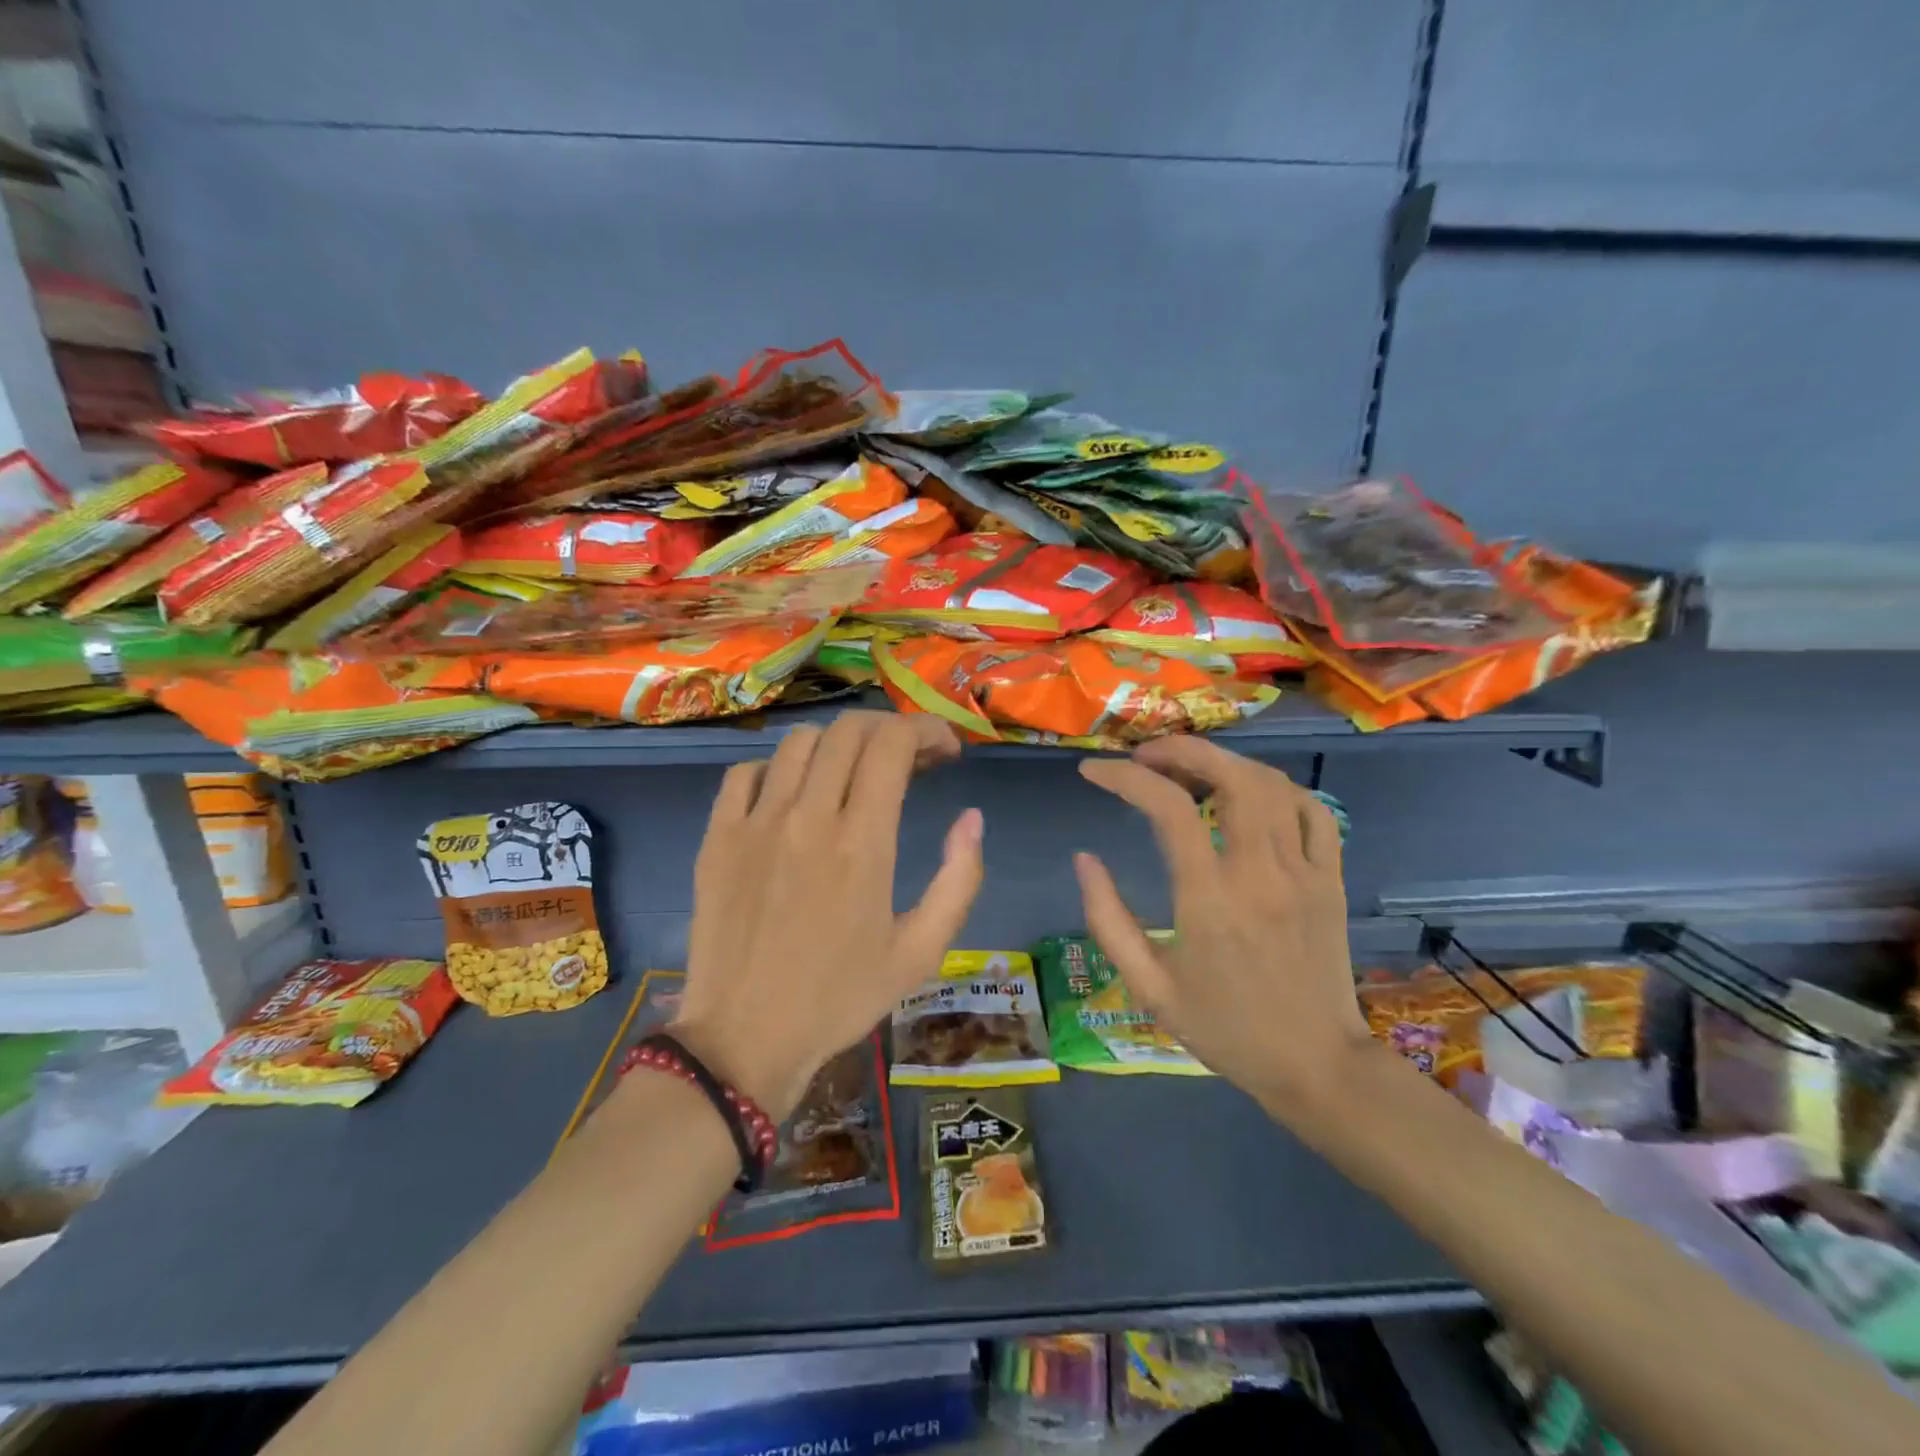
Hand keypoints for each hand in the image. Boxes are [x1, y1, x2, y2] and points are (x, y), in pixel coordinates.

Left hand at [671, 711, 983, 1118]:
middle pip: (848, 730)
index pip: (892, 743)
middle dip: (888, 729)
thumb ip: (959, 879)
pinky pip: (745, 772)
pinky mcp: (716, 837)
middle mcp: (807, 817)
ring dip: (838, 745)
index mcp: (862, 842)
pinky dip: (778, 769)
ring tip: (854, 774)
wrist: (744, 1041)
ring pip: (799, 742)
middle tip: (909, 759)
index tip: (945, 750)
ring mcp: (755, 822)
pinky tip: (793, 795)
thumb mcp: (921, 952)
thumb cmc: (840, 999)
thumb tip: (971, 818)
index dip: (925, 730)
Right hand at [1073, 737, 1371, 1131]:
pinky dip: (1278, 788)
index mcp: (1209, 899)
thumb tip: (1083, 859)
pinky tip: (1250, 795)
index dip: (1125, 778)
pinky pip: (1313, 812)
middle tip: (1145, 756)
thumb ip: (1108, 919)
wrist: (1315, 1066)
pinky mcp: (1330, 879)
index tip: (1093, 772)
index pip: (1168, 808)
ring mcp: (1304, 871)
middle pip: (1230, 776)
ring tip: (1189, 769)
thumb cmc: (1224, 1029)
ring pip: (1271, 784)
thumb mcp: (1148, 986)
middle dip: (1182, 750)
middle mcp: (1259, 872)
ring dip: (1225, 762)